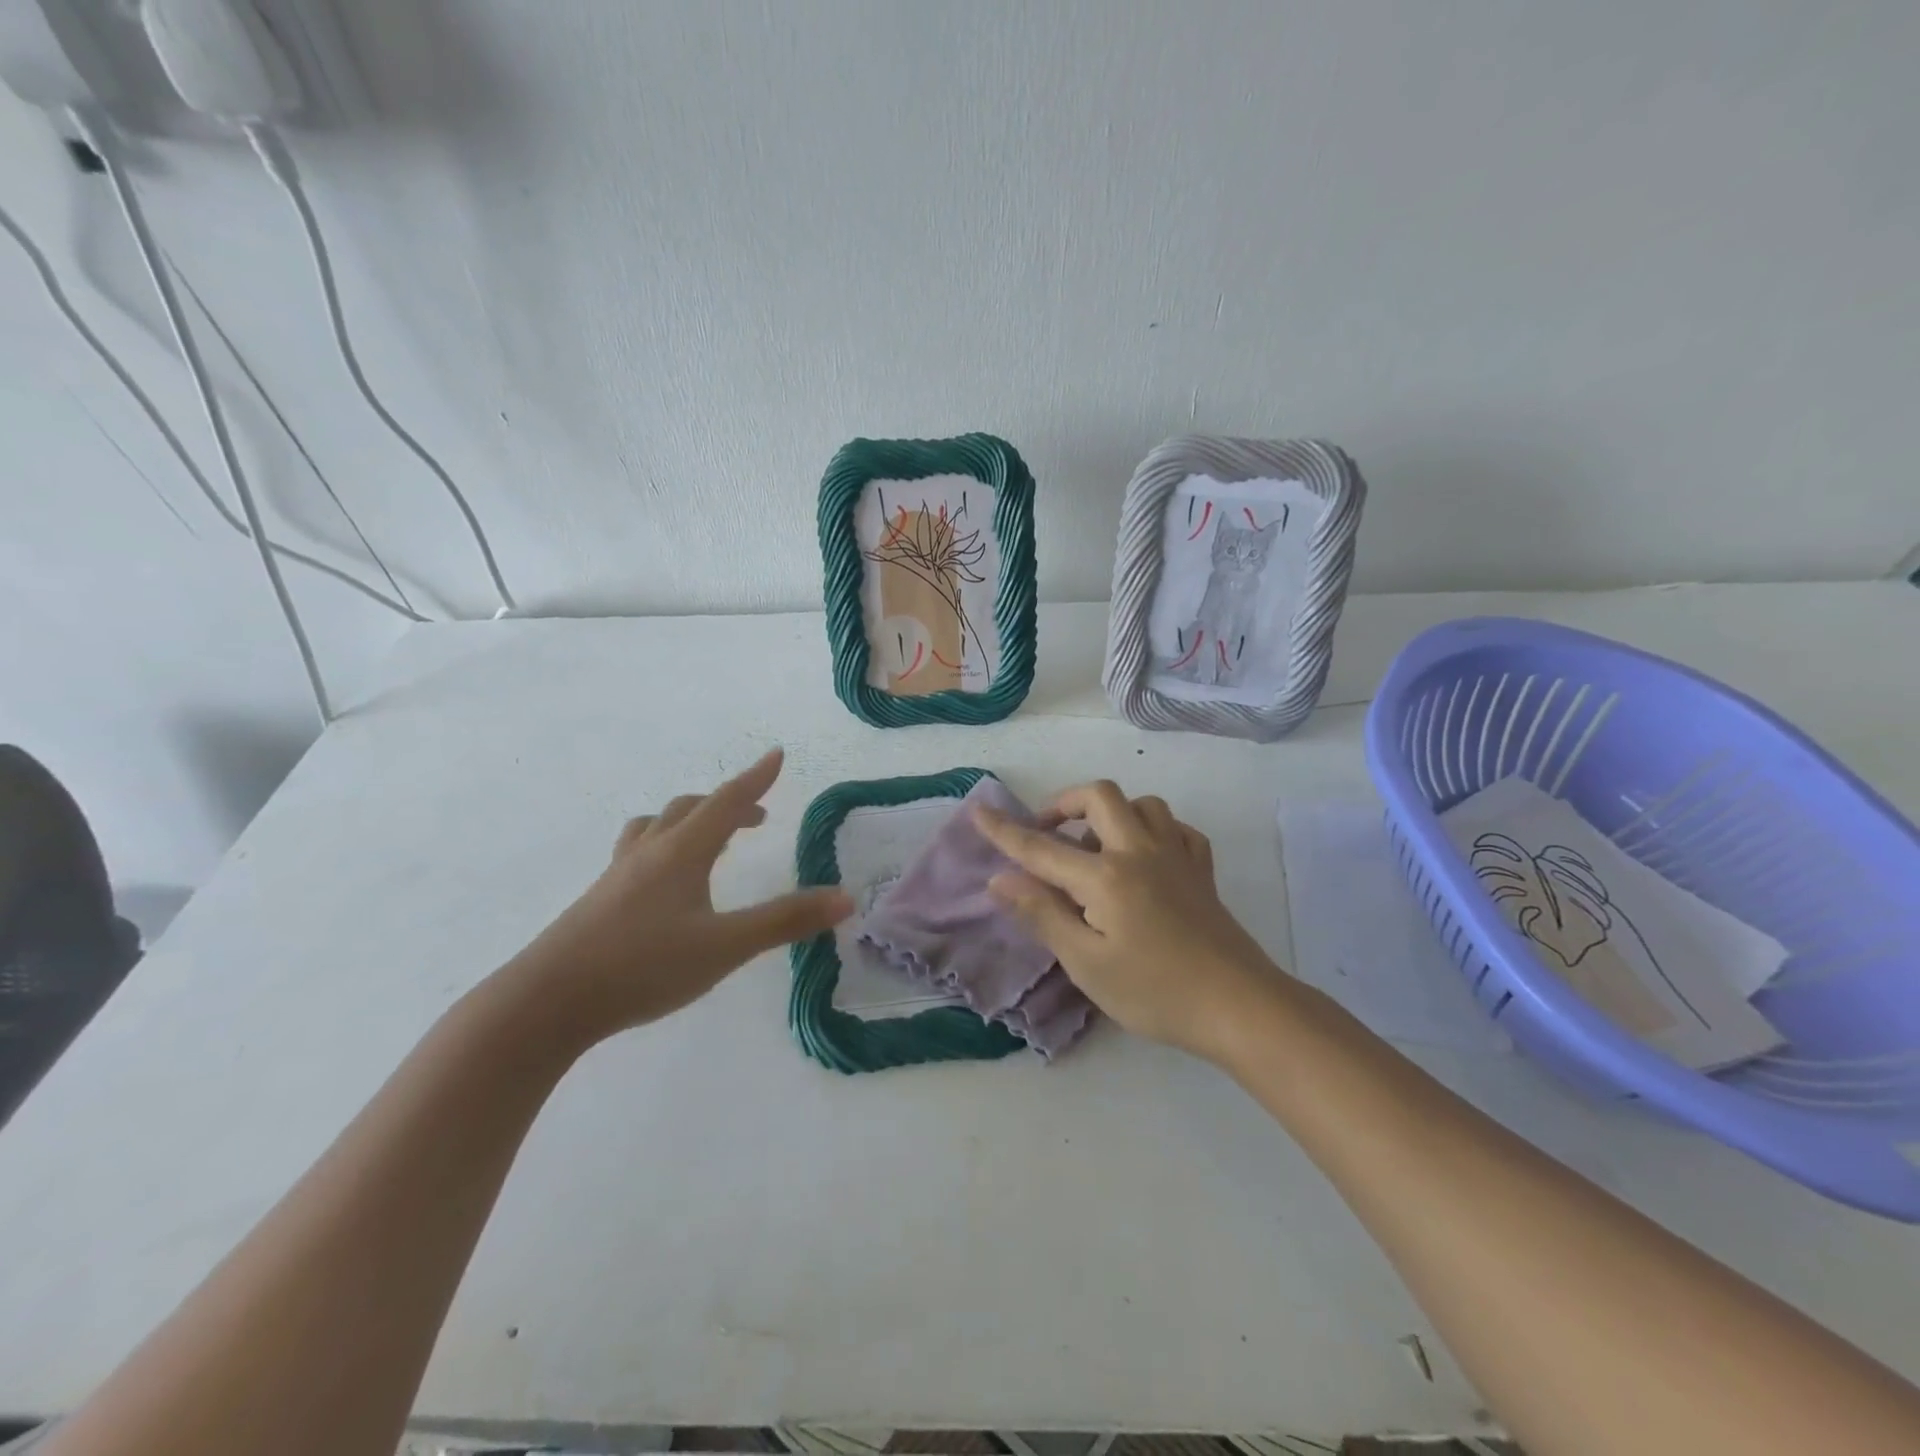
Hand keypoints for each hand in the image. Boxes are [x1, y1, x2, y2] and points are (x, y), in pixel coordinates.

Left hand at [507, 748, 851, 1046]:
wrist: (546, 1003)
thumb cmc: (643, 966)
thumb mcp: (725, 946)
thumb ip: (785, 921)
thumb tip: (845, 898)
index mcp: (682, 852)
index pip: (726, 802)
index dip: (756, 778)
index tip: (776, 754)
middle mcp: (649, 852)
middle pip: (690, 809)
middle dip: (727, 805)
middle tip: (756, 819)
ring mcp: (617, 875)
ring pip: (655, 827)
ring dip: (688, 821)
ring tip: (706, 840)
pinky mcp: (598, 901)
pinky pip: (637, 853)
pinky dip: (662, 848)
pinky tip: (662, 883)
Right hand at [974, 780, 1279, 1060]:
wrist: (1239, 1006)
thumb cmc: (1154, 991)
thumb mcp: (1086, 963)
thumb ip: (1042, 914)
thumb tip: (1000, 879)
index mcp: (1105, 875)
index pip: (1042, 847)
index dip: (1005, 831)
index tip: (978, 811)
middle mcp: (1139, 851)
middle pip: (1099, 796)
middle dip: (1065, 803)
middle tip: (1047, 832)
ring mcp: (1177, 856)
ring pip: (1143, 804)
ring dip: (1112, 813)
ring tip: (1096, 846)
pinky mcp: (1202, 871)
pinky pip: (1177, 829)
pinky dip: (1155, 831)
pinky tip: (1146, 857)